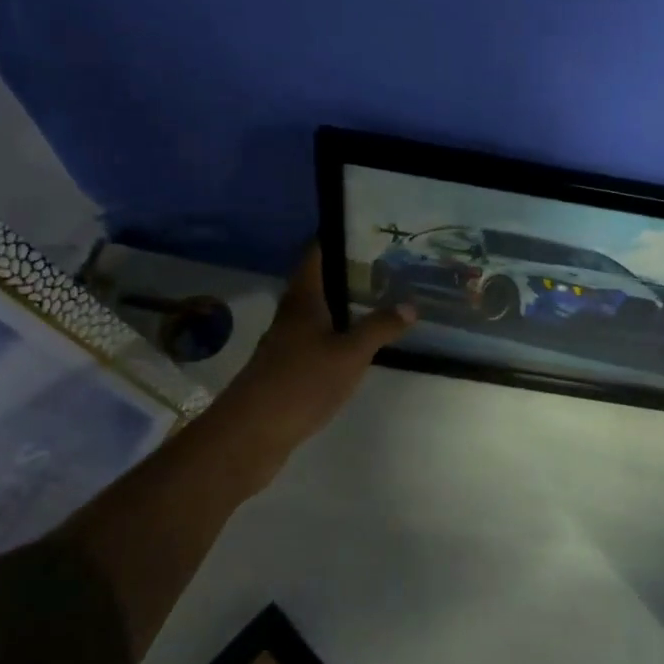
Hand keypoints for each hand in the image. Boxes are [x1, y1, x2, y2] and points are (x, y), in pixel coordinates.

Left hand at [202, 243, 414, 470]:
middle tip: (387, 265)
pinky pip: (318, 339)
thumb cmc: (301, 381)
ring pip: (319, 312)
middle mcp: (291, 314)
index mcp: (303, 299)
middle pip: (319, 282)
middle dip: (350, 272)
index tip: (367, 230)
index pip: (317, 254)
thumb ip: (380, 327)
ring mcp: (286, 342)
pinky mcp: (287, 368)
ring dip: (345, 304)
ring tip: (381, 299)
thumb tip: (410, 304)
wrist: (253, 432)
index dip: (338, 238)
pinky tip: (359, 342)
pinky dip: (339, 333)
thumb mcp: (350, 353)